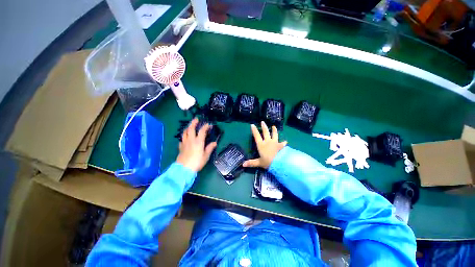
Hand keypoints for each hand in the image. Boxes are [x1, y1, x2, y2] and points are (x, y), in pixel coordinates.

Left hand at [176, 118, 216, 171]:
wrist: (184, 169)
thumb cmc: (197, 162)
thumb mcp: (206, 156)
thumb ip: (210, 148)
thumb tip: (214, 143)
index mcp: (198, 141)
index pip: (202, 131)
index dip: (205, 127)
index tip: (209, 124)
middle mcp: (191, 140)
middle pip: (191, 128)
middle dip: (193, 123)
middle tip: (196, 119)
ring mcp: (184, 143)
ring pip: (185, 132)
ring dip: (187, 128)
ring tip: (190, 126)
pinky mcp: (180, 147)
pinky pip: (181, 140)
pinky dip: (184, 137)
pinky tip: (185, 138)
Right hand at [243, 121, 287, 168]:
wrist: (279, 163)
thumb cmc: (268, 162)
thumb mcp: (259, 163)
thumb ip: (251, 163)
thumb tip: (242, 164)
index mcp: (261, 145)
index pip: (257, 136)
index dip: (254, 130)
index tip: (252, 125)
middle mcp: (268, 142)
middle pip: (266, 132)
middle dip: (264, 127)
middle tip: (263, 122)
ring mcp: (275, 143)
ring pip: (274, 134)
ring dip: (274, 130)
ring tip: (274, 126)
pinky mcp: (281, 146)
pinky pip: (282, 143)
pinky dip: (283, 142)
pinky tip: (285, 142)